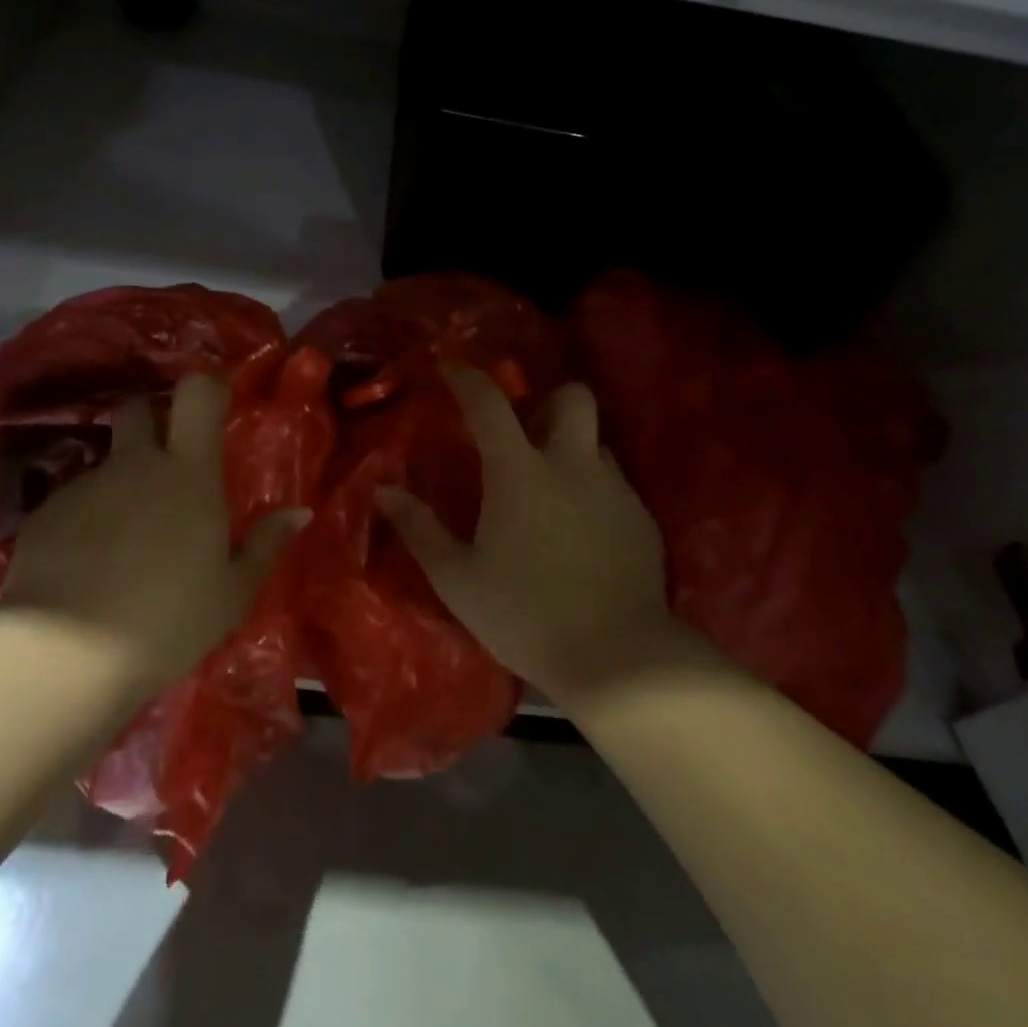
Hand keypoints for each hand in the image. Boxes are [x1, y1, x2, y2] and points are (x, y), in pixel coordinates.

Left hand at [0, 374, 308, 693]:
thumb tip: (300, 512)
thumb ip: (266, 545)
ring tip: (125, 540)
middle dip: (151, 420)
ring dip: (121, 483)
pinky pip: (75, 501)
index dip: (206, 387)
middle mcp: (135, 465)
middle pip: (137, 409)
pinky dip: (87, 519)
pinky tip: (88, 566)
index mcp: (188, 473)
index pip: (196, 394)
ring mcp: (86, 485)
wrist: (65, 655)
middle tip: (165, 462)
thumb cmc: (168, 619)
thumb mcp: (232, 592)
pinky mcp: (46, 514)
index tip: (214, 405)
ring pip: (107, 462)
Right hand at [376, 368, 710, 709]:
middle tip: (526, 434)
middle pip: (573, 398)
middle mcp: (572, 466)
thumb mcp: (458, 578)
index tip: (451, 367)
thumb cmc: (525, 615)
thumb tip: (385, 491)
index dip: (468, 378)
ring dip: (572, 450)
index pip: (490, 404)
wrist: (618, 659)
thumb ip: (420, 529)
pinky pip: (615, 483)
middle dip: (548, 401)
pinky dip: (593, 490)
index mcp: (520, 472)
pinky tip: (581, 533)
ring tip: (553, 490)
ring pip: (596, 442)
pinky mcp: (642, 519)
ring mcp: (615, 490)